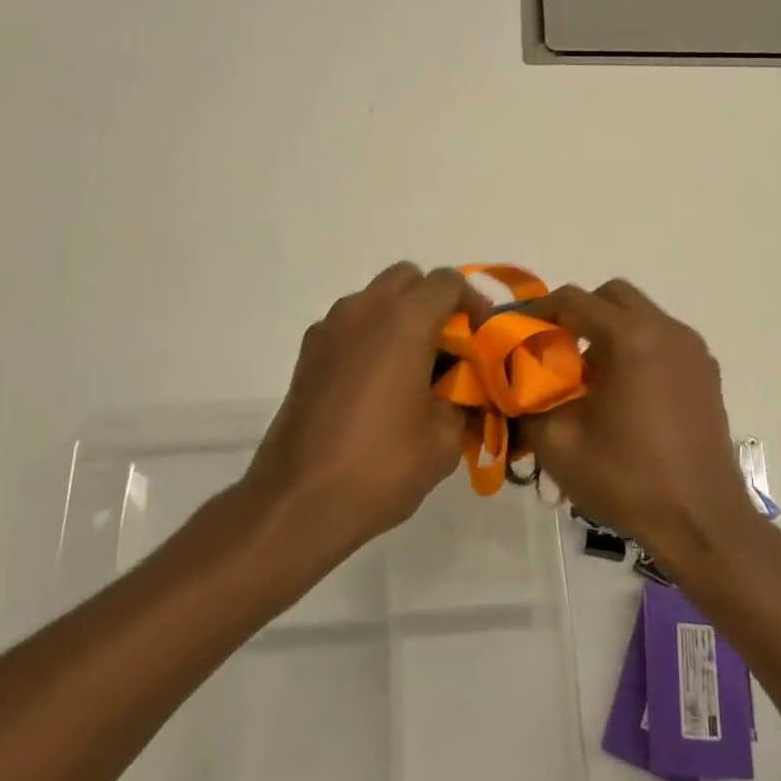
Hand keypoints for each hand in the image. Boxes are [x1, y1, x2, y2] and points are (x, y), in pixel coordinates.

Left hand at [246, 262, 485, 558]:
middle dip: (433, 302)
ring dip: (399, 317)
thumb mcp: (444, 442)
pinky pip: (349, 325)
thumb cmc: (380, 467)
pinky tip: (376, 385)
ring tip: (413, 368)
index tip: (482, 337)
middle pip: (407, 278)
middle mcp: (364, 310)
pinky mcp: (307, 353)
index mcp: (404, 322)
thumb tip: (465, 393)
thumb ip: (464, 403)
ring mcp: (329, 328)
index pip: (447, 282)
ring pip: (374, 299)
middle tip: (448, 346)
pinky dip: (370, 337)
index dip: (473, 303)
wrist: (298, 502)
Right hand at [523, 280, 760, 576]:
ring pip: (640, 316)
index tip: (516, 331)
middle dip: (578, 314)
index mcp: (631, 339)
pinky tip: (623, 395)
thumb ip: (527, 401)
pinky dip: (636, 349)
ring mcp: (693, 351)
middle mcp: (667, 331)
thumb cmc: (627, 479)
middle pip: (612, 296)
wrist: (703, 523)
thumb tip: (516, 383)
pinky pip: (662, 341)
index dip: (538, 310)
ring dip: (609, 332)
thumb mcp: (558, 444)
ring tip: (589, 378)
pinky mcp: (707, 373)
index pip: (574, 300)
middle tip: (555, 350)